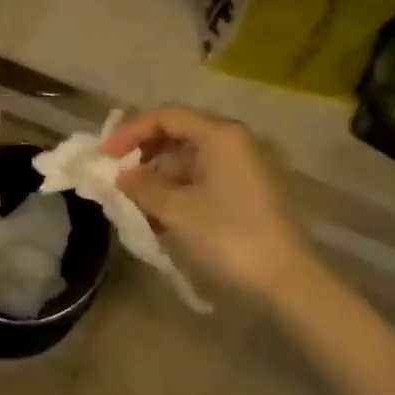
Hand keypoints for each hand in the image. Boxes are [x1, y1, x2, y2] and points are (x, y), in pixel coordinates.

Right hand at [104, 106, 319, 301]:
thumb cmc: (229, 234)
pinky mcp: (251, 189)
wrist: (287, 277)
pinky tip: (161, 212)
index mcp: (221, 135)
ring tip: (135, 199)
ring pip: (192, 157)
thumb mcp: (177, 210)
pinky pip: (207, 176)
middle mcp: (236, 141)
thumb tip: (122, 176)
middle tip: (118, 173)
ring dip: (161, 174)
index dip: (131, 132)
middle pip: (180, 133)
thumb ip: (144, 187)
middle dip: (145, 152)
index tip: (106, 155)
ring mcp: (246, 164)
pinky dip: (181, 188)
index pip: (167, 117)